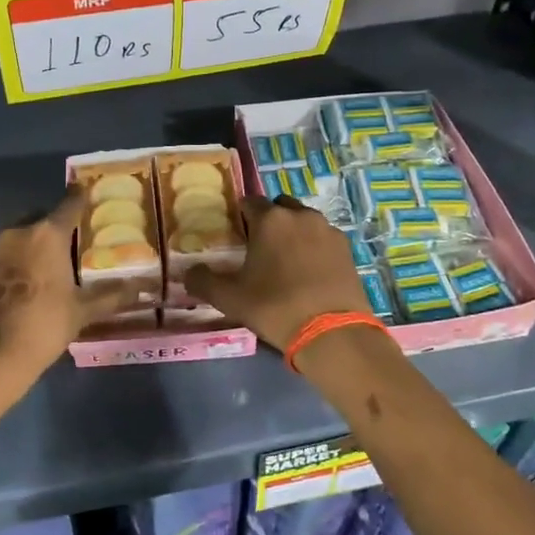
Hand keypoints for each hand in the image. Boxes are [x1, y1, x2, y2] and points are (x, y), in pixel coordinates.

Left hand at [0, 187, 145, 389]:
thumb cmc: (44, 324)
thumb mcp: (82, 311)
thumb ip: (111, 295)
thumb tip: (142, 288)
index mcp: (47, 234)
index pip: (68, 205)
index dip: (80, 197)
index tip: (86, 190)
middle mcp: (17, 233)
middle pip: (40, 219)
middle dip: (54, 225)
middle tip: (71, 240)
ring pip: (19, 238)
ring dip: (32, 245)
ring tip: (49, 264)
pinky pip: (4, 258)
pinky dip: (16, 264)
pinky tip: (26, 284)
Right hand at [185, 196, 370, 352]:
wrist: (332, 332)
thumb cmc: (275, 307)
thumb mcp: (229, 298)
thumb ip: (203, 281)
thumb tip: (187, 273)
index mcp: (270, 219)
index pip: (249, 202)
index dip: (240, 216)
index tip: (236, 236)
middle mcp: (300, 215)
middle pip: (279, 207)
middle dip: (269, 221)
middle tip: (260, 248)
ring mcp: (327, 230)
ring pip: (304, 221)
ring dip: (293, 233)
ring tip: (286, 262)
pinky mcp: (347, 248)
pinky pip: (323, 239)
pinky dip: (314, 248)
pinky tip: (309, 273)